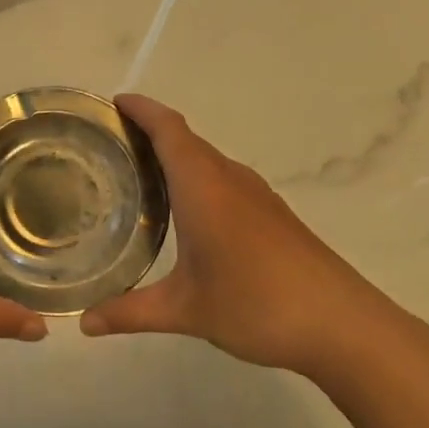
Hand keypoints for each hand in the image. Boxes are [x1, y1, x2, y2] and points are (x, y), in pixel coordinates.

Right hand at [80, 93, 400, 377]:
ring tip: (139, 174)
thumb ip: (130, 312)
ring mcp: (256, 196)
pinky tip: (186, 212)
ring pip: (207, 160)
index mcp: (203, 187)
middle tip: (110, 144)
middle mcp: (229, 179)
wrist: (343, 324)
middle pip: (186, 139)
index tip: (114, 103)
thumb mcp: (185, 310)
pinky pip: (224, 179)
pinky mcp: (273, 214)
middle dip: (150, 131)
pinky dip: (197, 178)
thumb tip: (85, 323)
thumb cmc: (257, 304)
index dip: (142, 109)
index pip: (169, 129)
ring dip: (175, 156)